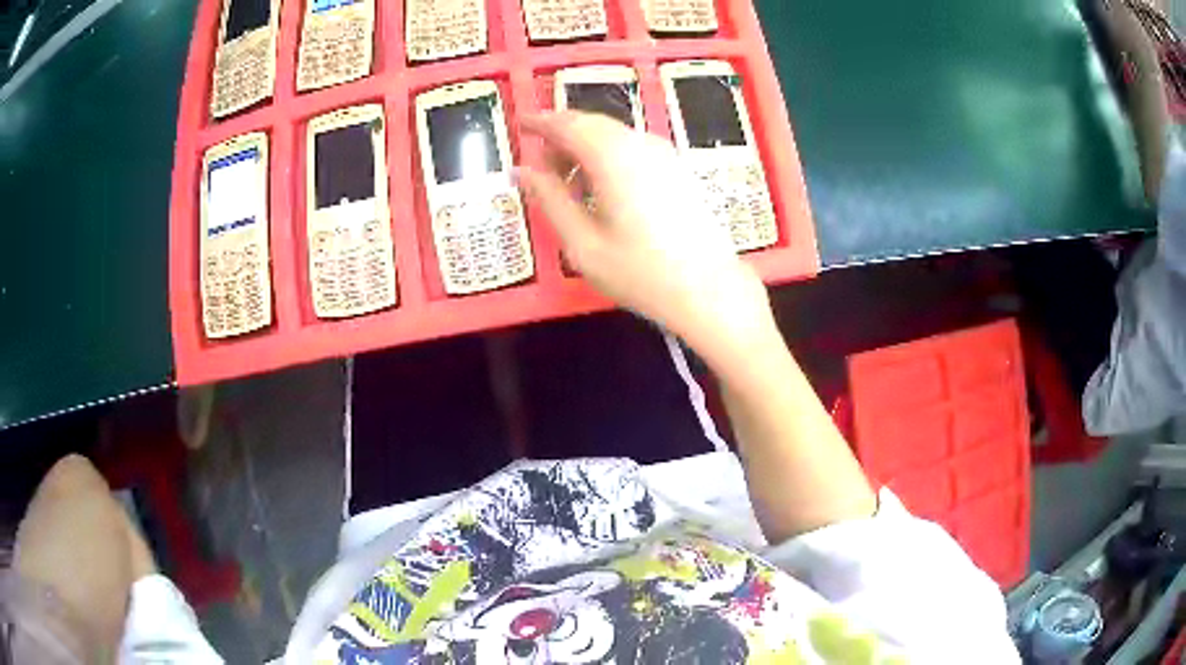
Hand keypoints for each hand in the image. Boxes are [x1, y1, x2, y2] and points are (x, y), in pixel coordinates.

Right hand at [519, 112, 771, 349]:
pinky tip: (602, 191)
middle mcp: (640, 144)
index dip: (540, 122)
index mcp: (613, 156)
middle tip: (541, 167)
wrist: (709, 290)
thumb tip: (522, 171)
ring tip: (569, 186)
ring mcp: (665, 154)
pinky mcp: (678, 168)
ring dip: (585, 149)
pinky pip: (633, 148)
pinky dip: (608, 157)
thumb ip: (550, 200)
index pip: (568, 124)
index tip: (521, 125)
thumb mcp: (582, 243)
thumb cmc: (641, 272)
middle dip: (561, 138)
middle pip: (592, 125)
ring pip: (614, 135)